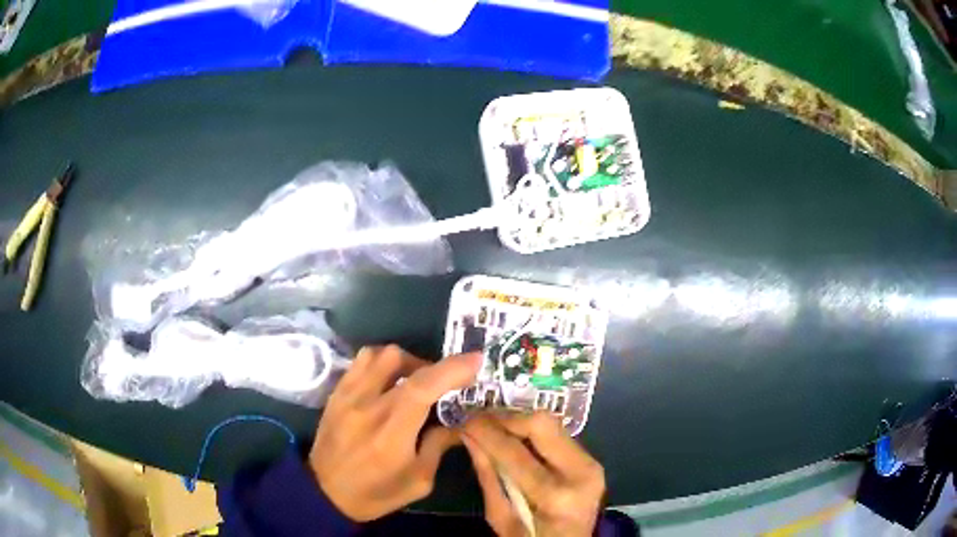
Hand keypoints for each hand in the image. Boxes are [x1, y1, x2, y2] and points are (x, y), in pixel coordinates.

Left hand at [309, 345, 480, 520]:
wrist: (325, 492)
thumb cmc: (376, 492)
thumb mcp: (419, 481)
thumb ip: (439, 445)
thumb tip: (459, 421)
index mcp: (391, 432)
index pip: (423, 387)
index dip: (452, 369)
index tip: (476, 360)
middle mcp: (367, 406)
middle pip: (401, 361)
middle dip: (432, 366)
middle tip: (442, 385)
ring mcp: (347, 396)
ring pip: (379, 353)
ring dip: (405, 360)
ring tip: (413, 380)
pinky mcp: (336, 394)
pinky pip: (361, 362)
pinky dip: (381, 363)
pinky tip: (388, 382)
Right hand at [462, 413, 605, 536]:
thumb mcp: (501, 519)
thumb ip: (488, 477)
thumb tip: (469, 438)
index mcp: (556, 497)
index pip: (515, 452)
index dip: (486, 432)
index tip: (464, 423)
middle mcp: (580, 473)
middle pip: (542, 424)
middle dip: (506, 418)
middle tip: (479, 421)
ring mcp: (591, 464)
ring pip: (552, 424)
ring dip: (519, 422)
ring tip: (492, 427)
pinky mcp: (592, 460)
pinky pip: (558, 435)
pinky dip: (532, 432)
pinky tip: (513, 437)